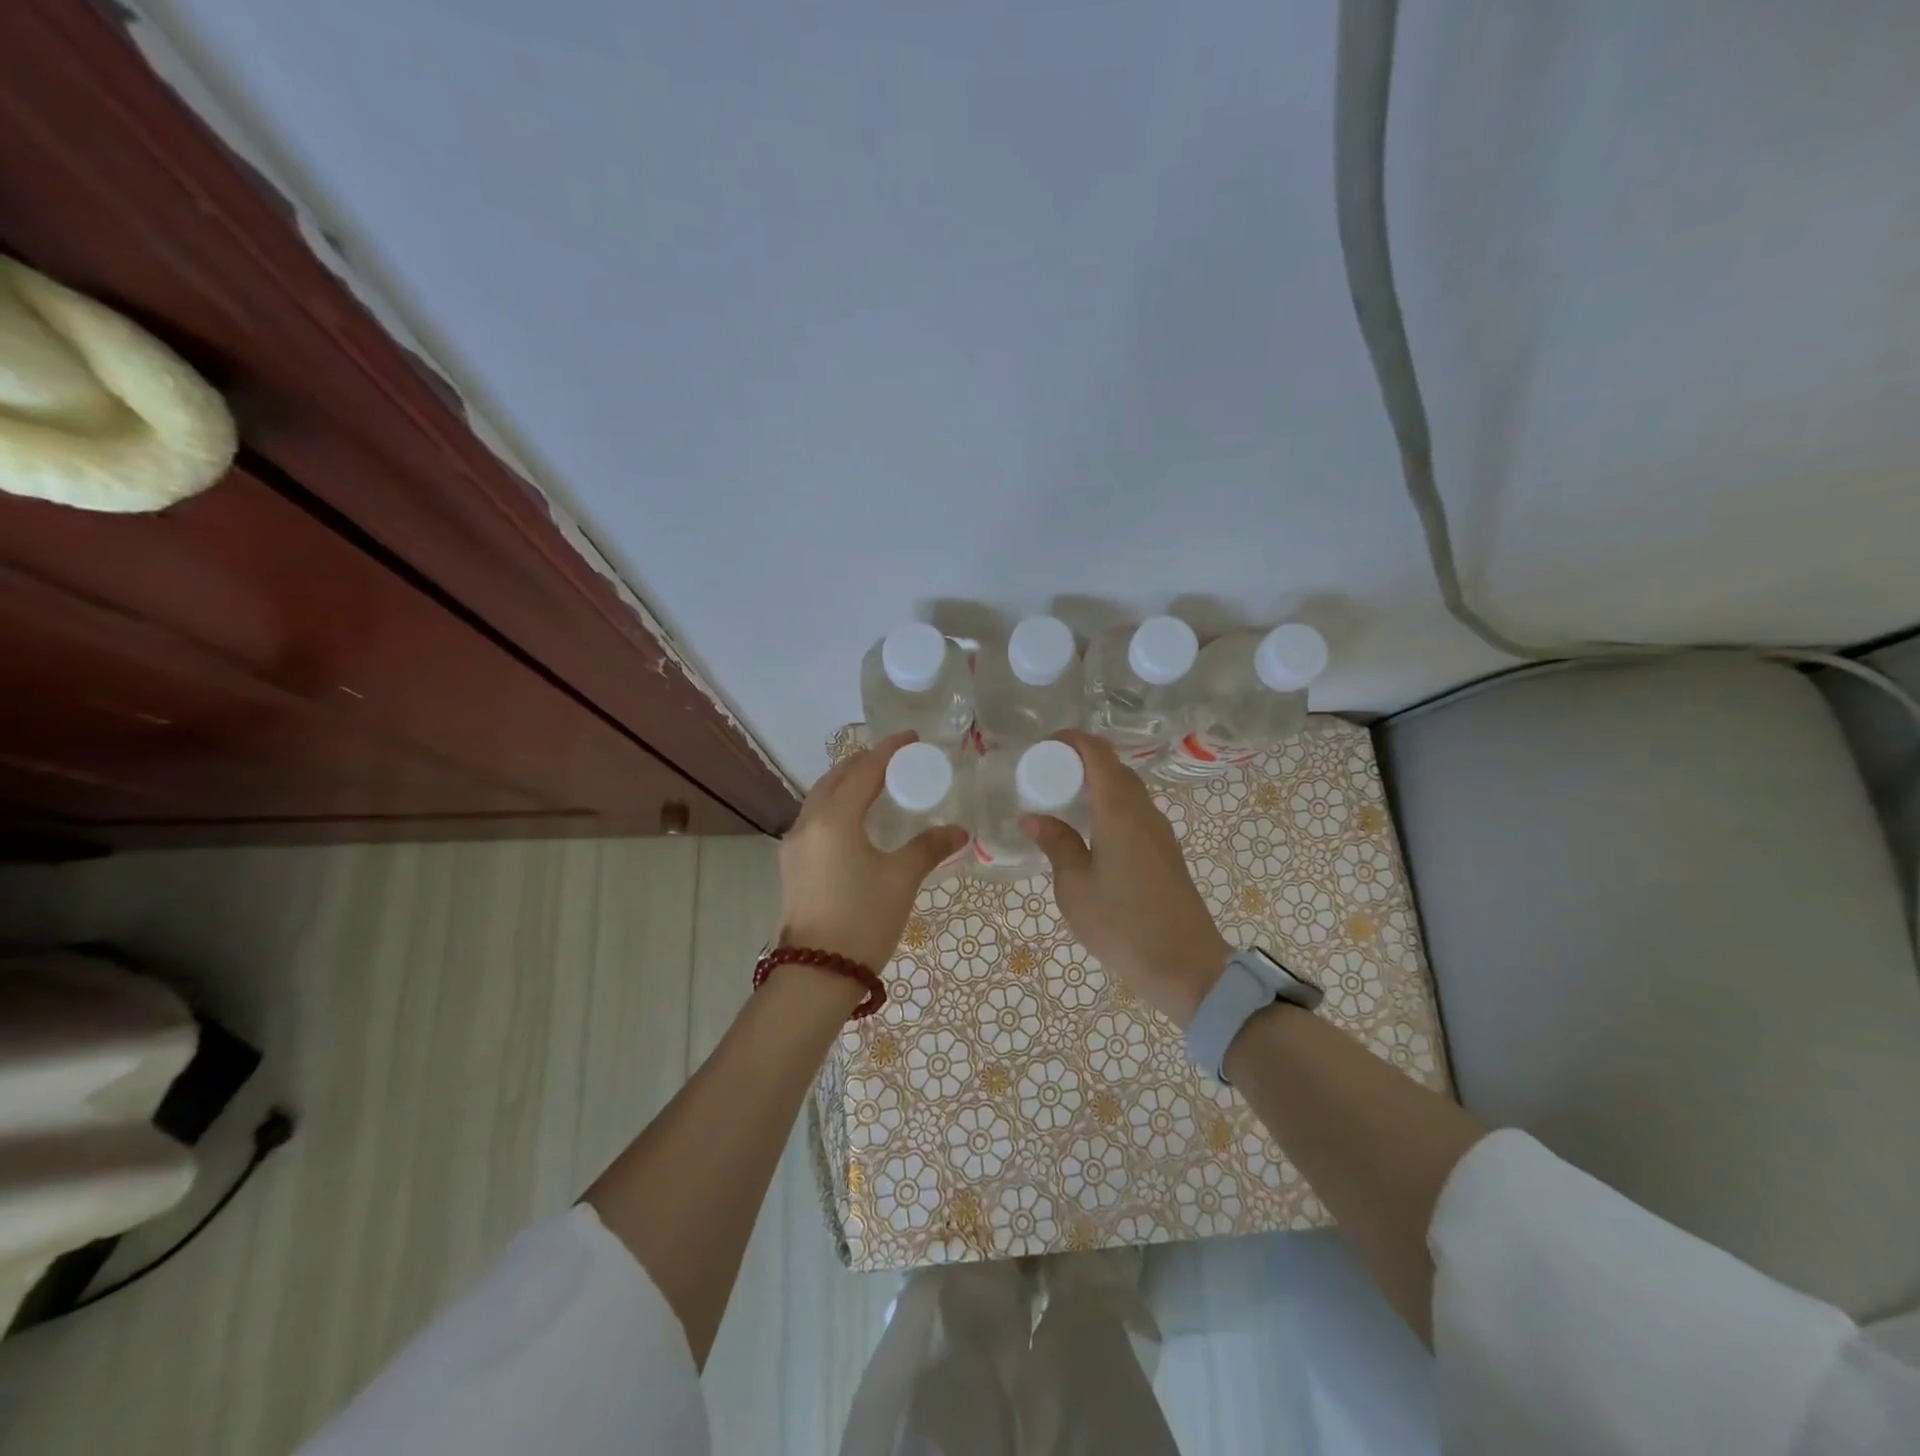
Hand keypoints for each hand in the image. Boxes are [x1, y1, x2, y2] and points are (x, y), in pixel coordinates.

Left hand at [779, 732, 969, 969]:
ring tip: (876, 784)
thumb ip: (929, 848)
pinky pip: (816, 819)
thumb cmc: (863, 919)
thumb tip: (959, 831)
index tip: (911, 738)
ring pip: (821, 798)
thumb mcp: (901, 879)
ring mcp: (795, 845)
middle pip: (835, 778)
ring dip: (847, 783)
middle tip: (895, 759)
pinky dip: (837, 806)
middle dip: (864, 763)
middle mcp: (808, 823)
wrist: (817, 974)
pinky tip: (856, 820)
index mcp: (834, 819)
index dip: (888, 751)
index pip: (864, 771)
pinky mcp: (792, 865)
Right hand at [1022, 730, 1229, 1026]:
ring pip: (1127, 790)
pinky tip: (1089, 830)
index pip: (1097, 754)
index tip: (1043, 747)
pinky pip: (1134, 811)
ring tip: (1062, 802)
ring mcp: (1159, 831)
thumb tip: (1034, 818)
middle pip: (1114, 768)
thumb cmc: (1122, 925)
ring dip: (1096, 785)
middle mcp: (1144, 812)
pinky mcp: (1165, 851)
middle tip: (1045, 776)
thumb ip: (1057, 845)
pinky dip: (1109, 806)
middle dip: (1080, 761)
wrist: (1185, 967)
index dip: (1071, 740)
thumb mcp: (1075, 887)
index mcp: (1120, 812)